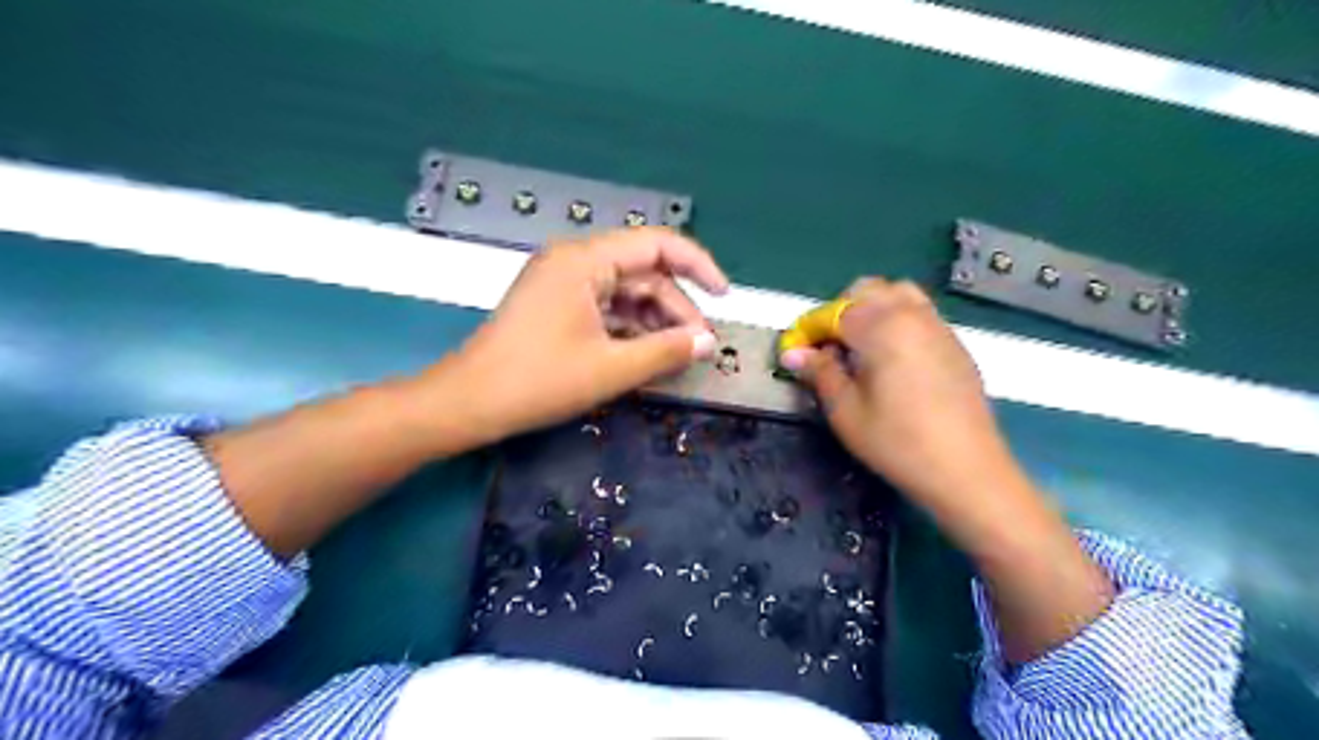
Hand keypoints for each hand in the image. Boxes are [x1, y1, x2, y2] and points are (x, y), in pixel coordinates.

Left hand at [441, 227, 730, 441]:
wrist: (468, 403)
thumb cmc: (537, 381)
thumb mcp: (611, 369)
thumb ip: (666, 351)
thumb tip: (709, 342)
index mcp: (585, 261)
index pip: (657, 244)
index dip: (698, 265)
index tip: (724, 296)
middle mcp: (575, 262)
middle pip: (643, 273)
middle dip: (676, 308)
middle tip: (700, 346)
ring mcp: (564, 284)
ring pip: (626, 293)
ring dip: (655, 322)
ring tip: (677, 356)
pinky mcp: (558, 306)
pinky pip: (607, 309)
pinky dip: (631, 329)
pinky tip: (647, 355)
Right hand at [782, 281, 1110, 661]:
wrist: (976, 483)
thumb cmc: (902, 449)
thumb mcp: (846, 414)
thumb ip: (820, 375)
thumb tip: (794, 354)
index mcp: (885, 328)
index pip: (836, 307)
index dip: (811, 328)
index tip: (797, 354)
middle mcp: (918, 320)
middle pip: (872, 292)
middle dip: (843, 314)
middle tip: (829, 355)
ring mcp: (944, 335)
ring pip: (901, 301)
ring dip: (873, 319)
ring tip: (857, 361)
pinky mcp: (960, 355)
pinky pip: (922, 323)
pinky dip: (898, 332)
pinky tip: (891, 374)